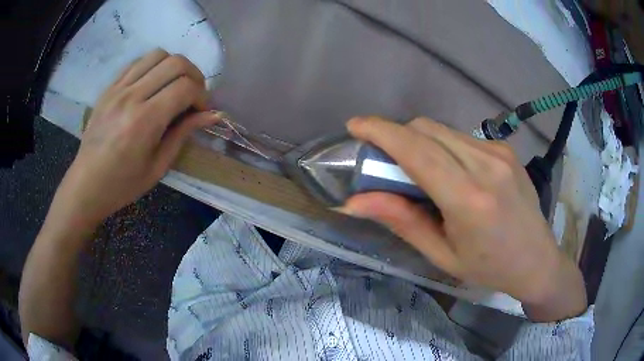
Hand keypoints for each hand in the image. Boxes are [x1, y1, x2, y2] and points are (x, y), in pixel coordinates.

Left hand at [51, 49, 219, 229]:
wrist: (86, 184)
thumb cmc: (123, 184)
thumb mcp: (158, 166)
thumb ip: (183, 134)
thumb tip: (211, 115)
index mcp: (145, 121)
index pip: (185, 87)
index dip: (202, 96)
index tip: (202, 111)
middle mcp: (132, 97)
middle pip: (175, 63)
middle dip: (194, 76)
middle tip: (193, 95)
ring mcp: (118, 88)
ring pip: (158, 55)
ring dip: (174, 66)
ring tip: (174, 86)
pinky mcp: (109, 87)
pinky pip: (138, 62)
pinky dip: (153, 67)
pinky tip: (153, 84)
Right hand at [343, 117, 586, 320]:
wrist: (537, 260)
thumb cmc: (489, 268)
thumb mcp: (442, 255)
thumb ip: (401, 221)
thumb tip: (354, 202)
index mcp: (469, 198)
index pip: (416, 149)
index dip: (381, 131)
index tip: (355, 125)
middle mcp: (486, 164)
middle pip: (426, 129)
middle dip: (397, 136)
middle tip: (385, 161)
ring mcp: (499, 152)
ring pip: (443, 130)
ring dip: (419, 141)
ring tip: (418, 171)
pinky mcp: (506, 149)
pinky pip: (462, 137)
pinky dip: (442, 146)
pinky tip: (449, 172)